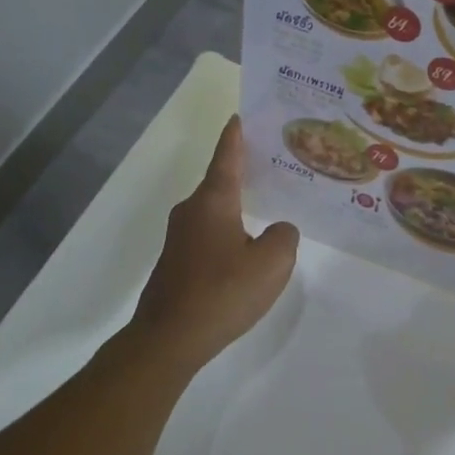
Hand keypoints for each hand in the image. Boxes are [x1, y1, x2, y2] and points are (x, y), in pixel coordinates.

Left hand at [131, 116, 298, 373]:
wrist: (170, 338)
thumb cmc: (223, 292)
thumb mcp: (272, 262)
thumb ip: (284, 237)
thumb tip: (277, 230)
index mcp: (213, 202)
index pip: (227, 158)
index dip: (235, 137)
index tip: (239, 117)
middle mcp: (192, 212)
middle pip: (220, 184)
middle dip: (244, 174)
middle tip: (273, 167)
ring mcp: (180, 239)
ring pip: (215, 213)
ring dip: (237, 209)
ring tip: (266, 211)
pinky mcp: (177, 263)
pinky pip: (209, 237)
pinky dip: (229, 235)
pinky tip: (245, 253)